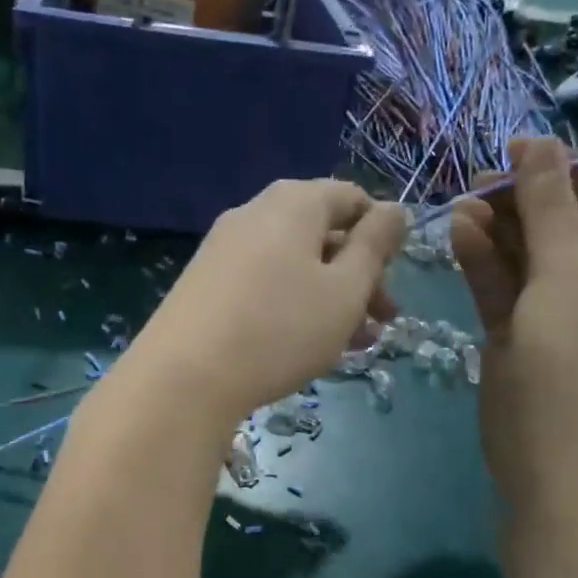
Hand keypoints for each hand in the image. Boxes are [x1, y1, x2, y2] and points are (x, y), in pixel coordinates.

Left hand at [123, 179, 405, 428]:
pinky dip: (292, 307)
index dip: (381, 236)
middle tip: (381, 321)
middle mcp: (255, 213)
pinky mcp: (205, 284)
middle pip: (322, 234)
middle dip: (359, 277)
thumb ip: (374, 246)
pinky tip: (305, 347)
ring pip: (294, 266)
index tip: (394, 280)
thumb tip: (393, 209)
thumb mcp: (345, 290)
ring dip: (330, 299)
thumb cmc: (280, 329)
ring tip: (353, 345)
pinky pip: (263, 284)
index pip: (353, 199)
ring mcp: (223, 249)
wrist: (183, 378)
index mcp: (294, 202)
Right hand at [451, 138, 577, 506]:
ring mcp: (556, 313)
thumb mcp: (567, 277)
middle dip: (522, 200)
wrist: (556, 465)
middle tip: (477, 178)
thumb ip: (548, 209)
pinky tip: (458, 233)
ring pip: (524, 256)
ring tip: (460, 202)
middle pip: (560, 225)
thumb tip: (538, 142)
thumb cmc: (576, 365)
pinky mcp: (518, 337)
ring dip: (495, 228)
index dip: (563, 171)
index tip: (515, 149)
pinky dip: (482, 261)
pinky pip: (502, 287)